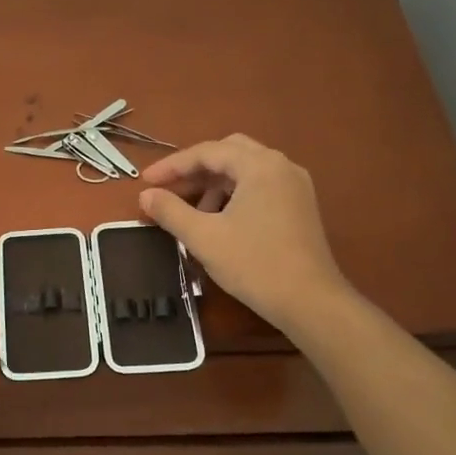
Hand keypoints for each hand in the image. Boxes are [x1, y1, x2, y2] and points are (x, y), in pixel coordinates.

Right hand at [137, 134, 349, 332]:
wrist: (310, 302)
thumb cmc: (254, 264)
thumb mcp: (203, 237)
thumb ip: (170, 211)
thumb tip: (146, 195)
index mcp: (259, 165)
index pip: (207, 152)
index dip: (172, 165)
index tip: (145, 182)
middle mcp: (281, 165)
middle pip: (229, 153)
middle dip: (196, 169)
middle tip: (169, 188)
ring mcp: (295, 185)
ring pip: (246, 170)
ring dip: (215, 184)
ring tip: (193, 212)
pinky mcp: (300, 206)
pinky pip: (261, 186)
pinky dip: (235, 194)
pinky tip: (220, 220)